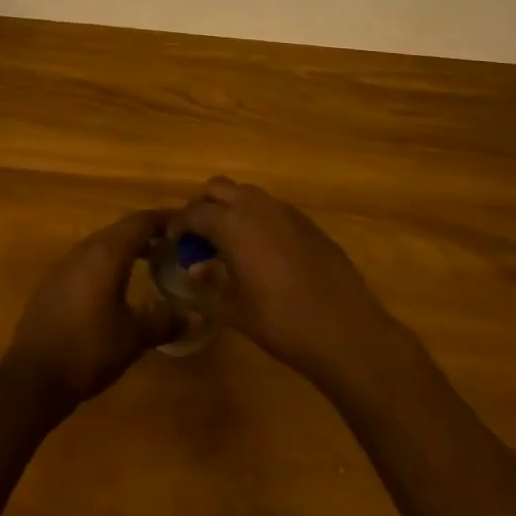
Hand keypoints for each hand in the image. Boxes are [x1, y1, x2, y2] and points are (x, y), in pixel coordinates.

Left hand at [2, 209, 180, 416]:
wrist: (32, 377)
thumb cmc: (89, 350)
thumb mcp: (133, 338)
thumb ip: (164, 321)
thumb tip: (193, 316)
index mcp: (107, 253)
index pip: (142, 222)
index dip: (166, 219)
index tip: (187, 224)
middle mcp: (85, 249)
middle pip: (122, 229)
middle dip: (149, 233)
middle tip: (174, 245)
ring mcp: (65, 263)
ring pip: (103, 243)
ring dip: (127, 248)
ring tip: (150, 262)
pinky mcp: (53, 281)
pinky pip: (88, 260)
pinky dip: (108, 262)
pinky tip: (115, 285)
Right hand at [174, 178, 400, 389]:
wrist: (343, 328)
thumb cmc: (280, 321)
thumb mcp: (233, 309)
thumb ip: (208, 284)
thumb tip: (195, 268)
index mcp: (232, 223)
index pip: (193, 212)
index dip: (177, 225)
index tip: (172, 242)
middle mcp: (256, 206)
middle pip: (217, 188)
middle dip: (202, 206)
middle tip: (197, 237)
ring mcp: (284, 210)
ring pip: (245, 193)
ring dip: (230, 208)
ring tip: (227, 242)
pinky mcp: (306, 221)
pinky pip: (270, 207)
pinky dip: (256, 217)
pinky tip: (261, 250)